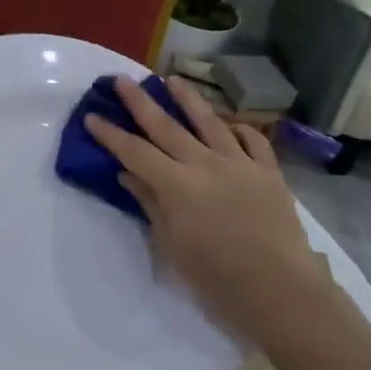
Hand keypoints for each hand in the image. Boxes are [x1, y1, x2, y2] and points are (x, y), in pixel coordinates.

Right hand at [86, 78, 327, 348]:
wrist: (278, 289)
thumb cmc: (215, 277)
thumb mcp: (171, 245)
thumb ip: (150, 204)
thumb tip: (129, 175)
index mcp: (177, 185)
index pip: (135, 152)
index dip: (111, 134)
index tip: (92, 116)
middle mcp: (206, 164)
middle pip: (166, 126)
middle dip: (140, 102)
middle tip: (122, 80)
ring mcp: (240, 164)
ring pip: (209, 122)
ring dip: (188, 99)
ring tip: (172, 80)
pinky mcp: (268, 172)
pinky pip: (252, 140)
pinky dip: (237, 129)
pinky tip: (228, 125)